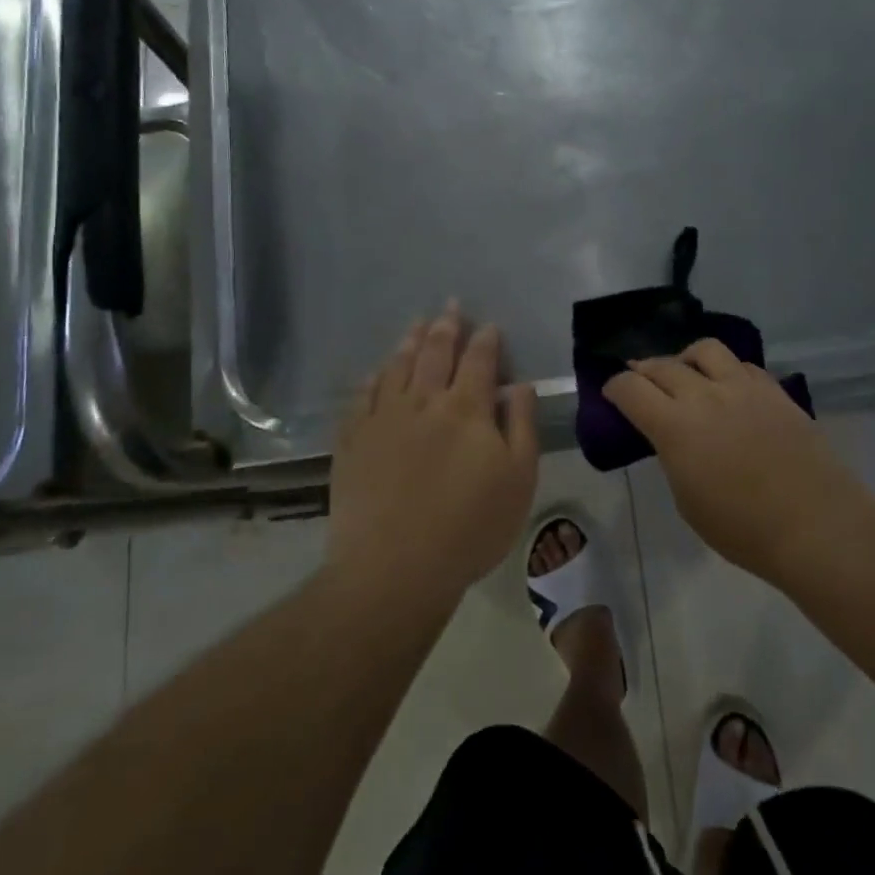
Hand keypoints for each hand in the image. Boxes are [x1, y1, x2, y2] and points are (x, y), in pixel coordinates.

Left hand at [328, 305, 540, 611]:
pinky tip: (377, 372)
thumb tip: (519, 384)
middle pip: (435, 353)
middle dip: (446, 327)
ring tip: (416, 323)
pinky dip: (373, 378)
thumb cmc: (470, 527)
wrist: (394, 567)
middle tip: (450, 306)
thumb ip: (521, 425)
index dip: (486, 340)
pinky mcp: (353, 440)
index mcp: (466, 408)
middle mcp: (423, 401)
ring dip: (410, 342)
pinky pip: (362, 397)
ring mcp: (383, 419)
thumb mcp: (518, 480)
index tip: (489, 326)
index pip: (479, 360)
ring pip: (397, 367)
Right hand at [604, 339, 861, 579]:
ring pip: (705, 350)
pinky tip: (728, 388)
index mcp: (675, 426)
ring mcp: (743, 388)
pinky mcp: (774, 391)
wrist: (816, 526)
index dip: (614, 388)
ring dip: (686, 359)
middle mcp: (704, 395)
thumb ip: (673, 456)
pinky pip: (742, 365)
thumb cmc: (744, 529)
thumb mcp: (688, 500)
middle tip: (640, 381)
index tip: (612, 394)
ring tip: (687, 374)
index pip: (630, 389)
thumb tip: (673, 437)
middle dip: (643, 370)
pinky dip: (726, 371)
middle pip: (662, 365)